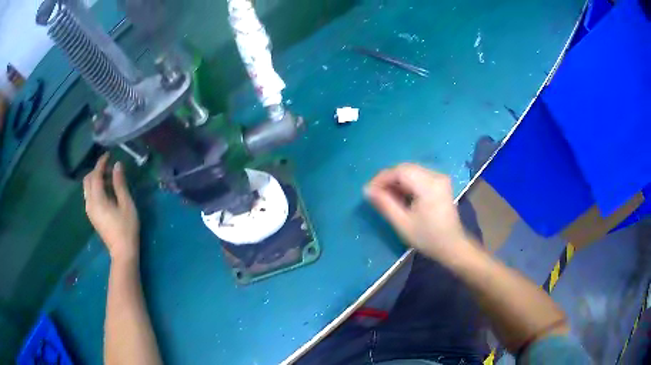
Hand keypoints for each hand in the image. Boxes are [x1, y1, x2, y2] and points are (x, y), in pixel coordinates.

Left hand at [83, 154, 139, 263]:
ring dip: (96, 180)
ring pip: (87, 188)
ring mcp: (89, 211)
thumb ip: (120, 183)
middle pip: (87, 180)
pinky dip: (96, 188)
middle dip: (97, 170)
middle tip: (110, 169)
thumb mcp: (126, 204)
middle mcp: (89, 203)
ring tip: (110, 181)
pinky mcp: (92, 216)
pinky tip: (107, 193)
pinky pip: (90, 196)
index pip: (95, 175)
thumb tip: (117, 165)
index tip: (109, 154)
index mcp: (97, 199)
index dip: (101, 163)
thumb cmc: (126, 228)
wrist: (122, 252)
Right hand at [365, 163, 469, 261]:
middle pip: (406, 168)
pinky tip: (400, 195)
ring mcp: (440, 178)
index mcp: (428, 185)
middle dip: (388, 179)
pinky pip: (419, 176)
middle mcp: (436, 176)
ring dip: (396, 181)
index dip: (382, 178)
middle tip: (375, 193)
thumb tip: (367, 190)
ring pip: (412, 171)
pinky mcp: (441, 184)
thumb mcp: (402, 223)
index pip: (400, 171)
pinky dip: (407, 183)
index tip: (369, 191)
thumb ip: (385, 204)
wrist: (452, 246)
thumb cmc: (427, 238)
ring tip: (385, 195)